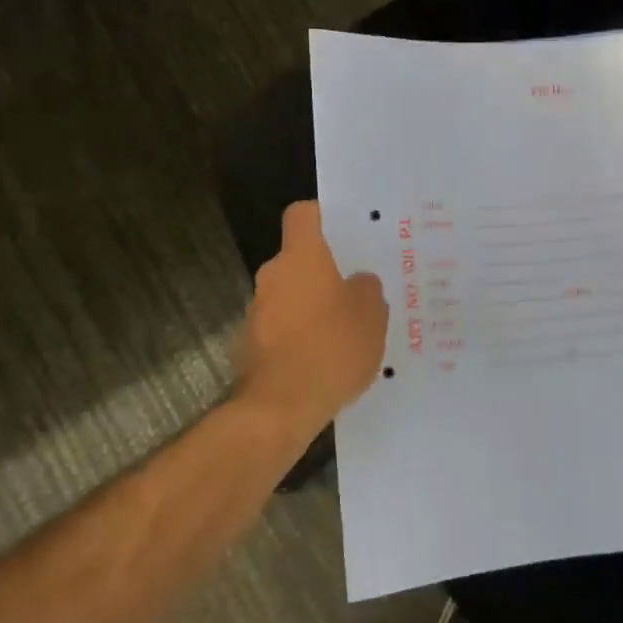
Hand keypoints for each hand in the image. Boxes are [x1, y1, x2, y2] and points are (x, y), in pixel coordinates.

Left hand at [238, 202, 387, 432]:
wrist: (280, 407)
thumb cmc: (331, 348)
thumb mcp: (371, 315)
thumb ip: (366, 289)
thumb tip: (357, 282)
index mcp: (301, 257)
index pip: (303, 215)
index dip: (322, 215)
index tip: (343, 229)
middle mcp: (273, 276)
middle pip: (299, 260)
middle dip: (325, 272)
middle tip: (358, 289)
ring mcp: (257, 311)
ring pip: (291, 295)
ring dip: (313, 307)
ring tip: (346, 331)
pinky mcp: (251, 345)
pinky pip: (282, 328)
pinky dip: (300, 336)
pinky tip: (325, 360)